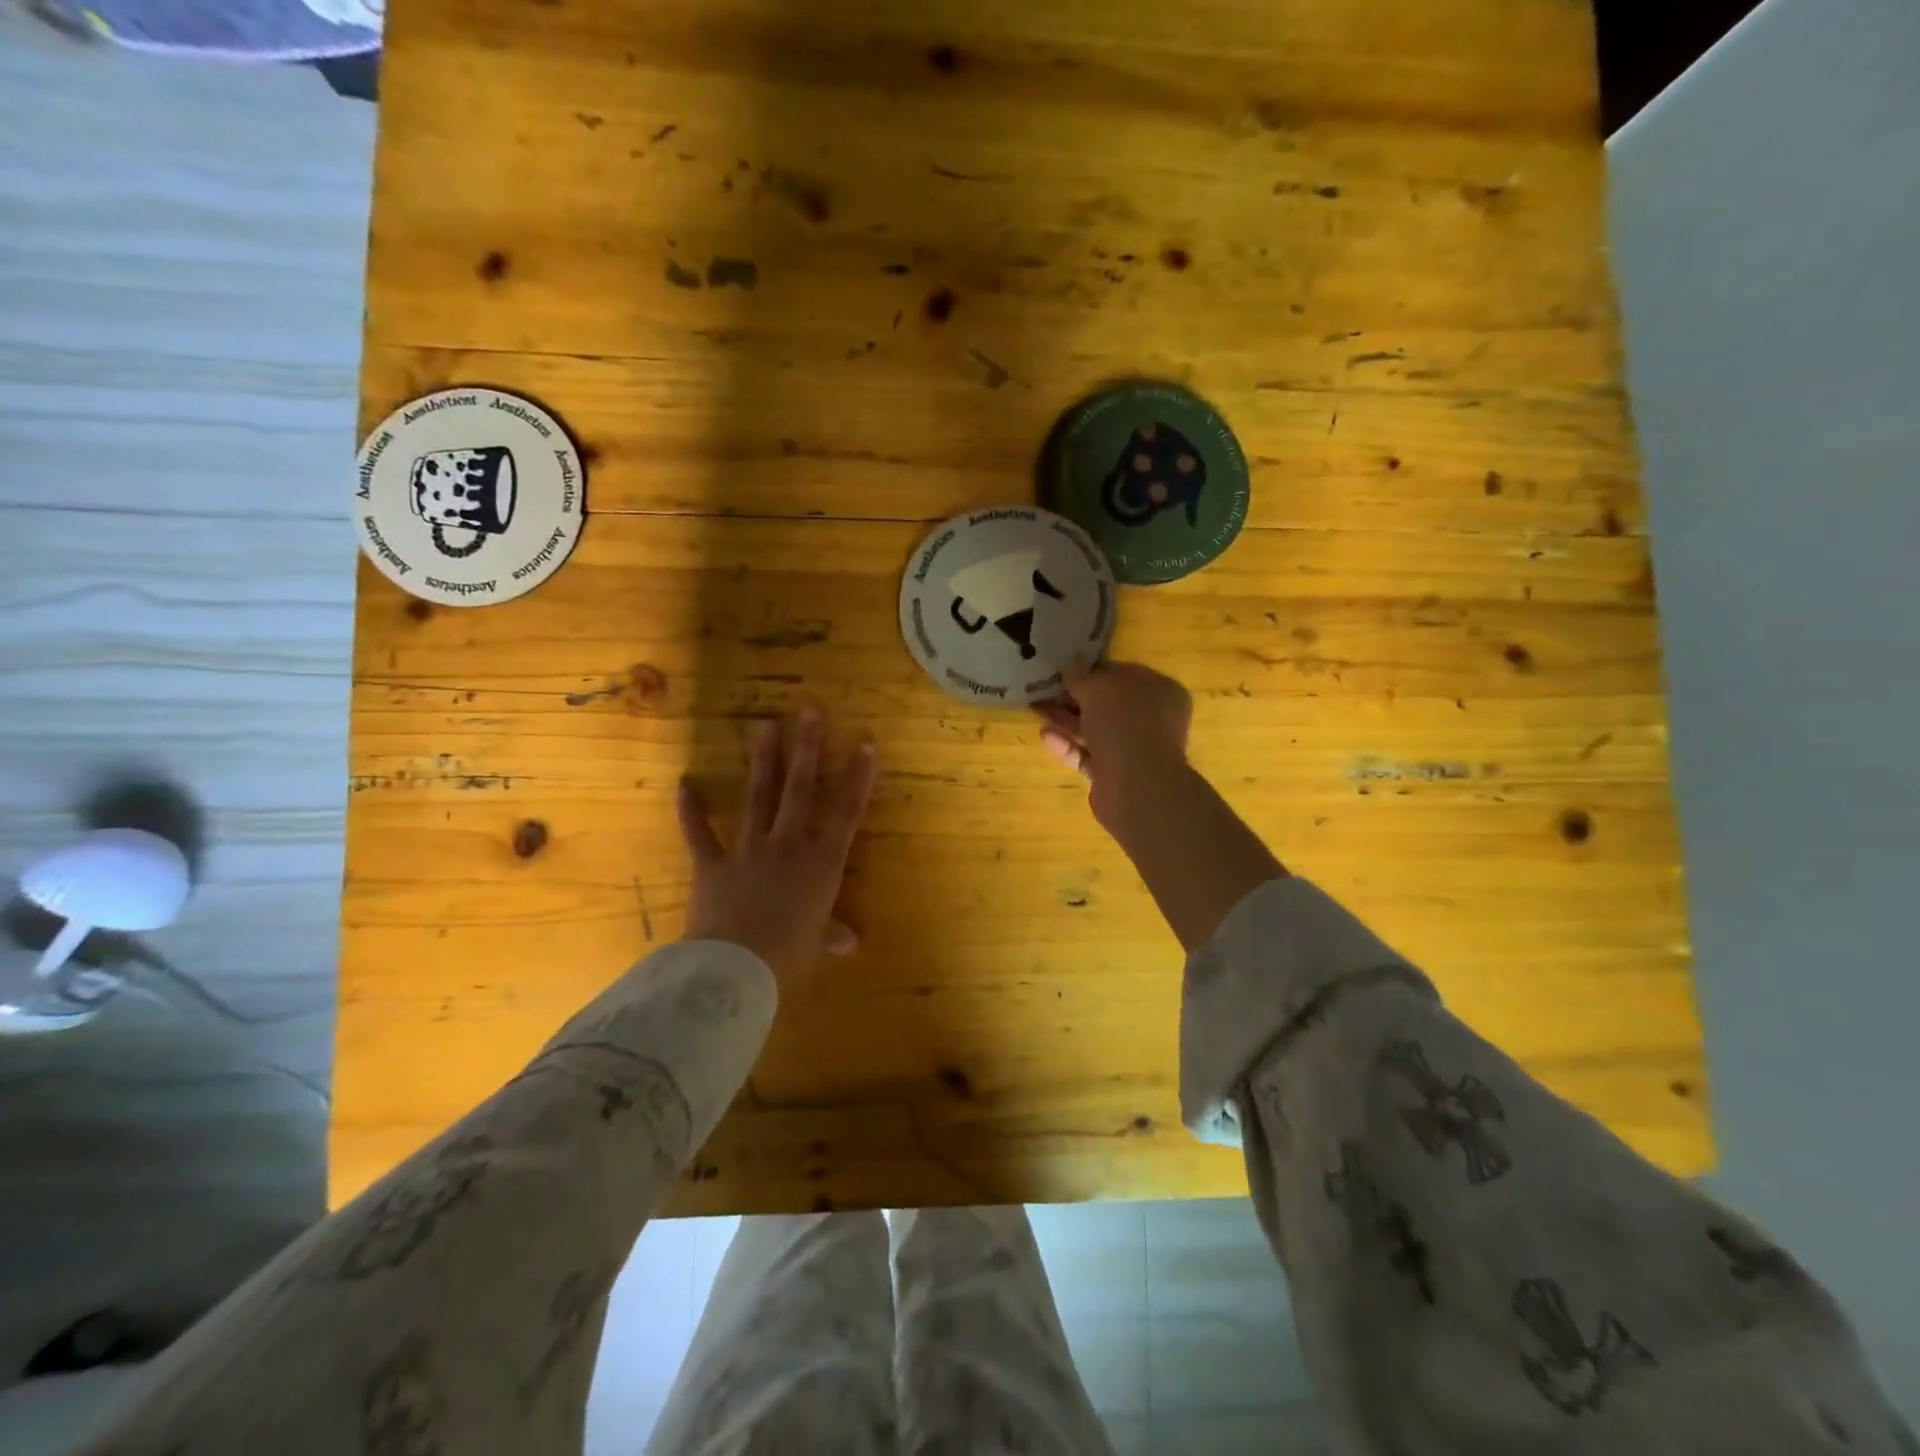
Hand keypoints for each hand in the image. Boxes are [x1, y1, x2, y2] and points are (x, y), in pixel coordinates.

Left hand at [677, 708, 878, 980]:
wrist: (735, 968)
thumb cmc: (788, 954)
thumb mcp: (816, 943)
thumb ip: (832, 933)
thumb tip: (849, 941)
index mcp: (821, 863)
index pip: (846, 812)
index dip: (858, 777)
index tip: (866, 743)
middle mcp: (787, 845)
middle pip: (800, 789)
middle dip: (807, 747)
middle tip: (810, 710)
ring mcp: (748, 850)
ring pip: (758, 796)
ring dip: (763, 760)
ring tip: (766, 725)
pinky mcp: (712, 863)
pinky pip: (700, 833)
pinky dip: (690, 810)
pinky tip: (684, 783)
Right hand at [1036, 660, 1193, 832]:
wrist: (1136, 784)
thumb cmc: (1123, 722)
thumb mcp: (1097, 688)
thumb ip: (1081, 676)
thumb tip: (1072, 665)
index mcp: (1160, 690)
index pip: (1124, 674)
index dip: (1093, 672)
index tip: (1064, 672)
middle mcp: (1153, 719)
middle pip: (1108, 705)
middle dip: (1074, 699)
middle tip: (1044, 692)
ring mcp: (1136, 749)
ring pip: (1096, 730)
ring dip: (1067, 721)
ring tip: (1038, 712)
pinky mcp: (1116, 774)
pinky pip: (1089, 755)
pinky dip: (1069, 746)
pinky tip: (1046, 737)